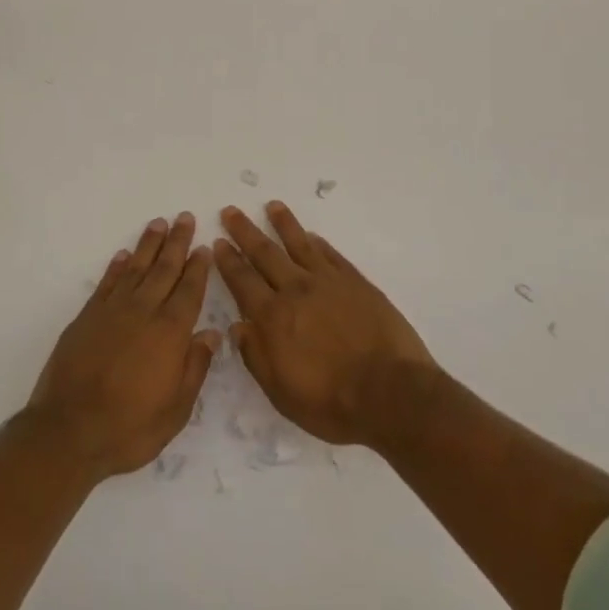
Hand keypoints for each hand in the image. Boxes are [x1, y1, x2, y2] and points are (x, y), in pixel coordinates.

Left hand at [26, 213, 220, 480]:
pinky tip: (124, 255)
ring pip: (136, 268)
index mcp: (169, 333)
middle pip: (164, 269)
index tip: (203, 246)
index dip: (197, 267)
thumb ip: (195, 368)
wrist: (68, 431)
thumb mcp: (175, 410)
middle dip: (177, 242)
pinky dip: (116, 267)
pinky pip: (106, 283)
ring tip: (158, 223)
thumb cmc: (129, 428)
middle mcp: (143, 312)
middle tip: (185, 217)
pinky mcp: (87, 317)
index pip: (189, 291)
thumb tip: (212, 333)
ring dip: (148, 245)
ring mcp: (112, 311)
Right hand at [216, 201, 436, 447]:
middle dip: (245, 232)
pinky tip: (312, 236)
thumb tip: (237, 327)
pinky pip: (331, 255)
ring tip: (273, 206)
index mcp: (273, 317)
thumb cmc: (332, 402)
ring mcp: (329, 282)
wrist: (391, 393)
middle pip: (265, 253)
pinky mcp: (356, 283)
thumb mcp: (281, 393)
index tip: (217, 242)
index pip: (243, 281)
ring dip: (283, 224)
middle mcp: (296, 290)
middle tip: (231, 211)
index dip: (228, 261)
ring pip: (299, 244)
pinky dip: (318, 243)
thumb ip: (256, 356)